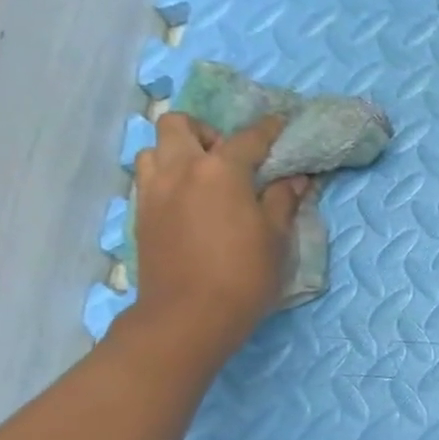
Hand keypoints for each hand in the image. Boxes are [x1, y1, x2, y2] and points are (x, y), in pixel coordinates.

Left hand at [129, 112, 307, 360]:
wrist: (189, 315)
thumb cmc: (244, 274)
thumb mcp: (276, 237)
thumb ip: (283, 200)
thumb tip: (296, 178)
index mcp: (221, 171)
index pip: (249, 138)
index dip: (269, 129)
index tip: (282, 125)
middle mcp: (181, 169)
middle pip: (180, 125)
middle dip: (206, 132)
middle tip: (230, 157)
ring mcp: (154, 190)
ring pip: (156, 148)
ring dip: (179, 152)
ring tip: (205, 178)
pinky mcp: (142, 213)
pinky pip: (150, 177)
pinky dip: (169, 177)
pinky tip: (191, 202)